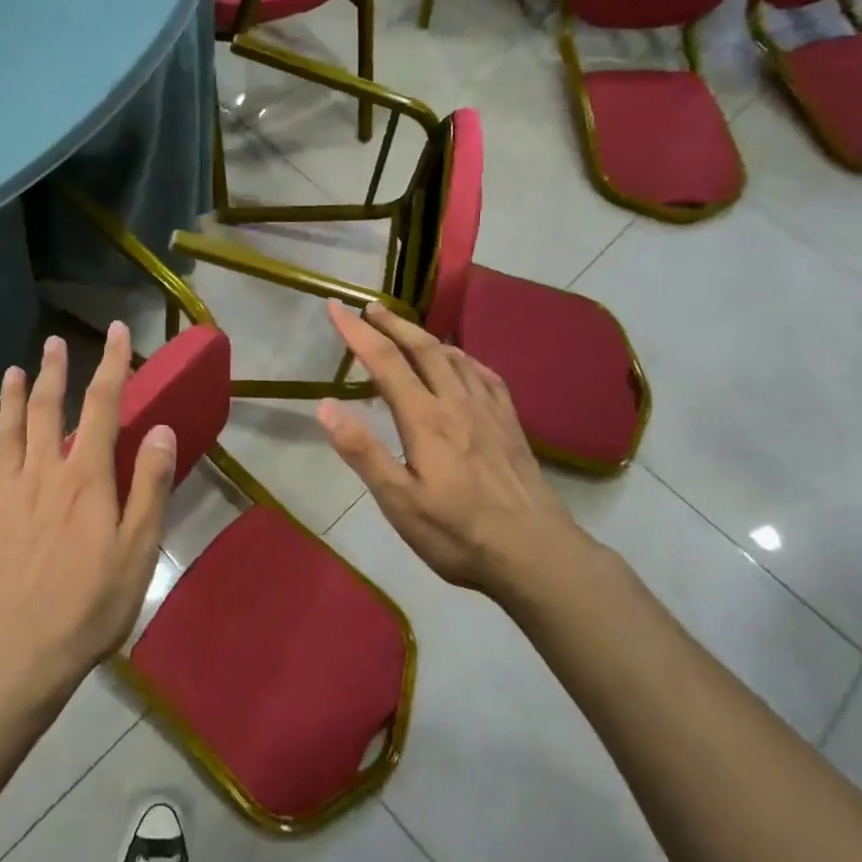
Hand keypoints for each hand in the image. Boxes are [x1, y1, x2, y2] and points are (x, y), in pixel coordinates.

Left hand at [0, 323, 175, 692]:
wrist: (25, 655)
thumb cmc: (93, 603)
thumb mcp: (139, 548)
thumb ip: (150, 484)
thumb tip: (160, 428)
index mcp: (86, 478)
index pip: (103, 406)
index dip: (111, 365)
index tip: (115, 331)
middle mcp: (45, 474)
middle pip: (50, 411)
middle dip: (56, 372)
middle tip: (55, 342)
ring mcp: (10, 497)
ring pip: (9, 434)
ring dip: (13, 399)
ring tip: (14, 370)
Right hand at [315, 302, 589, 603]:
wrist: (536, 553)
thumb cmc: (458, 534)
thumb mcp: (399, 502)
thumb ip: (363, 452)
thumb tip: (326, 405)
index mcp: (425, 419)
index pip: (385, 361)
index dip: (356, 332)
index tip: (334, 307)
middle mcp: (457, 402)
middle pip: (422, 348)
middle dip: (392, 323)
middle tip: (369, 307)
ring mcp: (489, 410)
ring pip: (454, 356)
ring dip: (424, 335)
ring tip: (406, 329)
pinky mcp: (510, 423)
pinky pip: (484, 373)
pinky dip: (463, 356)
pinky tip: (461, 361)